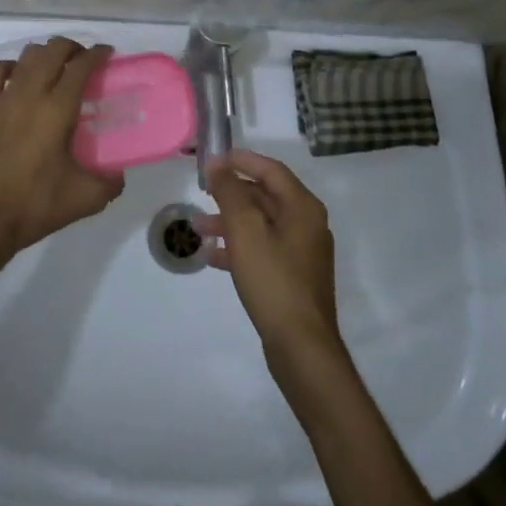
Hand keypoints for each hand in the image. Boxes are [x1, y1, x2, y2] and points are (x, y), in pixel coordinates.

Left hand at [0, 37, 123, 256]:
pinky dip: (12, 66)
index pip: (80, 66)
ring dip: (45, 54)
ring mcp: (4, 99)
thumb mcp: (86, 198)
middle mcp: (30, 94)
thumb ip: (111, 182)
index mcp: (57, 109)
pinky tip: (20, 78)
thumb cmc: (37, 204)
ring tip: (57, 67)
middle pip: (52, 50)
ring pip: (26, 56)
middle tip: (85, 61)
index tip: (108, 54)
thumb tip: (119, 173)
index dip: (97, 54)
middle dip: (73, 48)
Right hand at [197, 150, 343, 369]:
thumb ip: (230, 193)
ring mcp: (302, 252)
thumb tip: (218, 165)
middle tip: (202, 193)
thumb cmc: (273, 280)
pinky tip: (213, 257)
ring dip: (231, 221)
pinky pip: (263, 249)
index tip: (212, 160)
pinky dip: (239, 246)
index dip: (241, 160)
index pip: (271, 170)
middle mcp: (307, 224)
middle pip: (266, 196)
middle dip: (232, 193)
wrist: (301, 345)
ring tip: (199, 228)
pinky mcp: (293, 277)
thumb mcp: (245, 231)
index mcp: (303, 207)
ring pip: (262, 224)